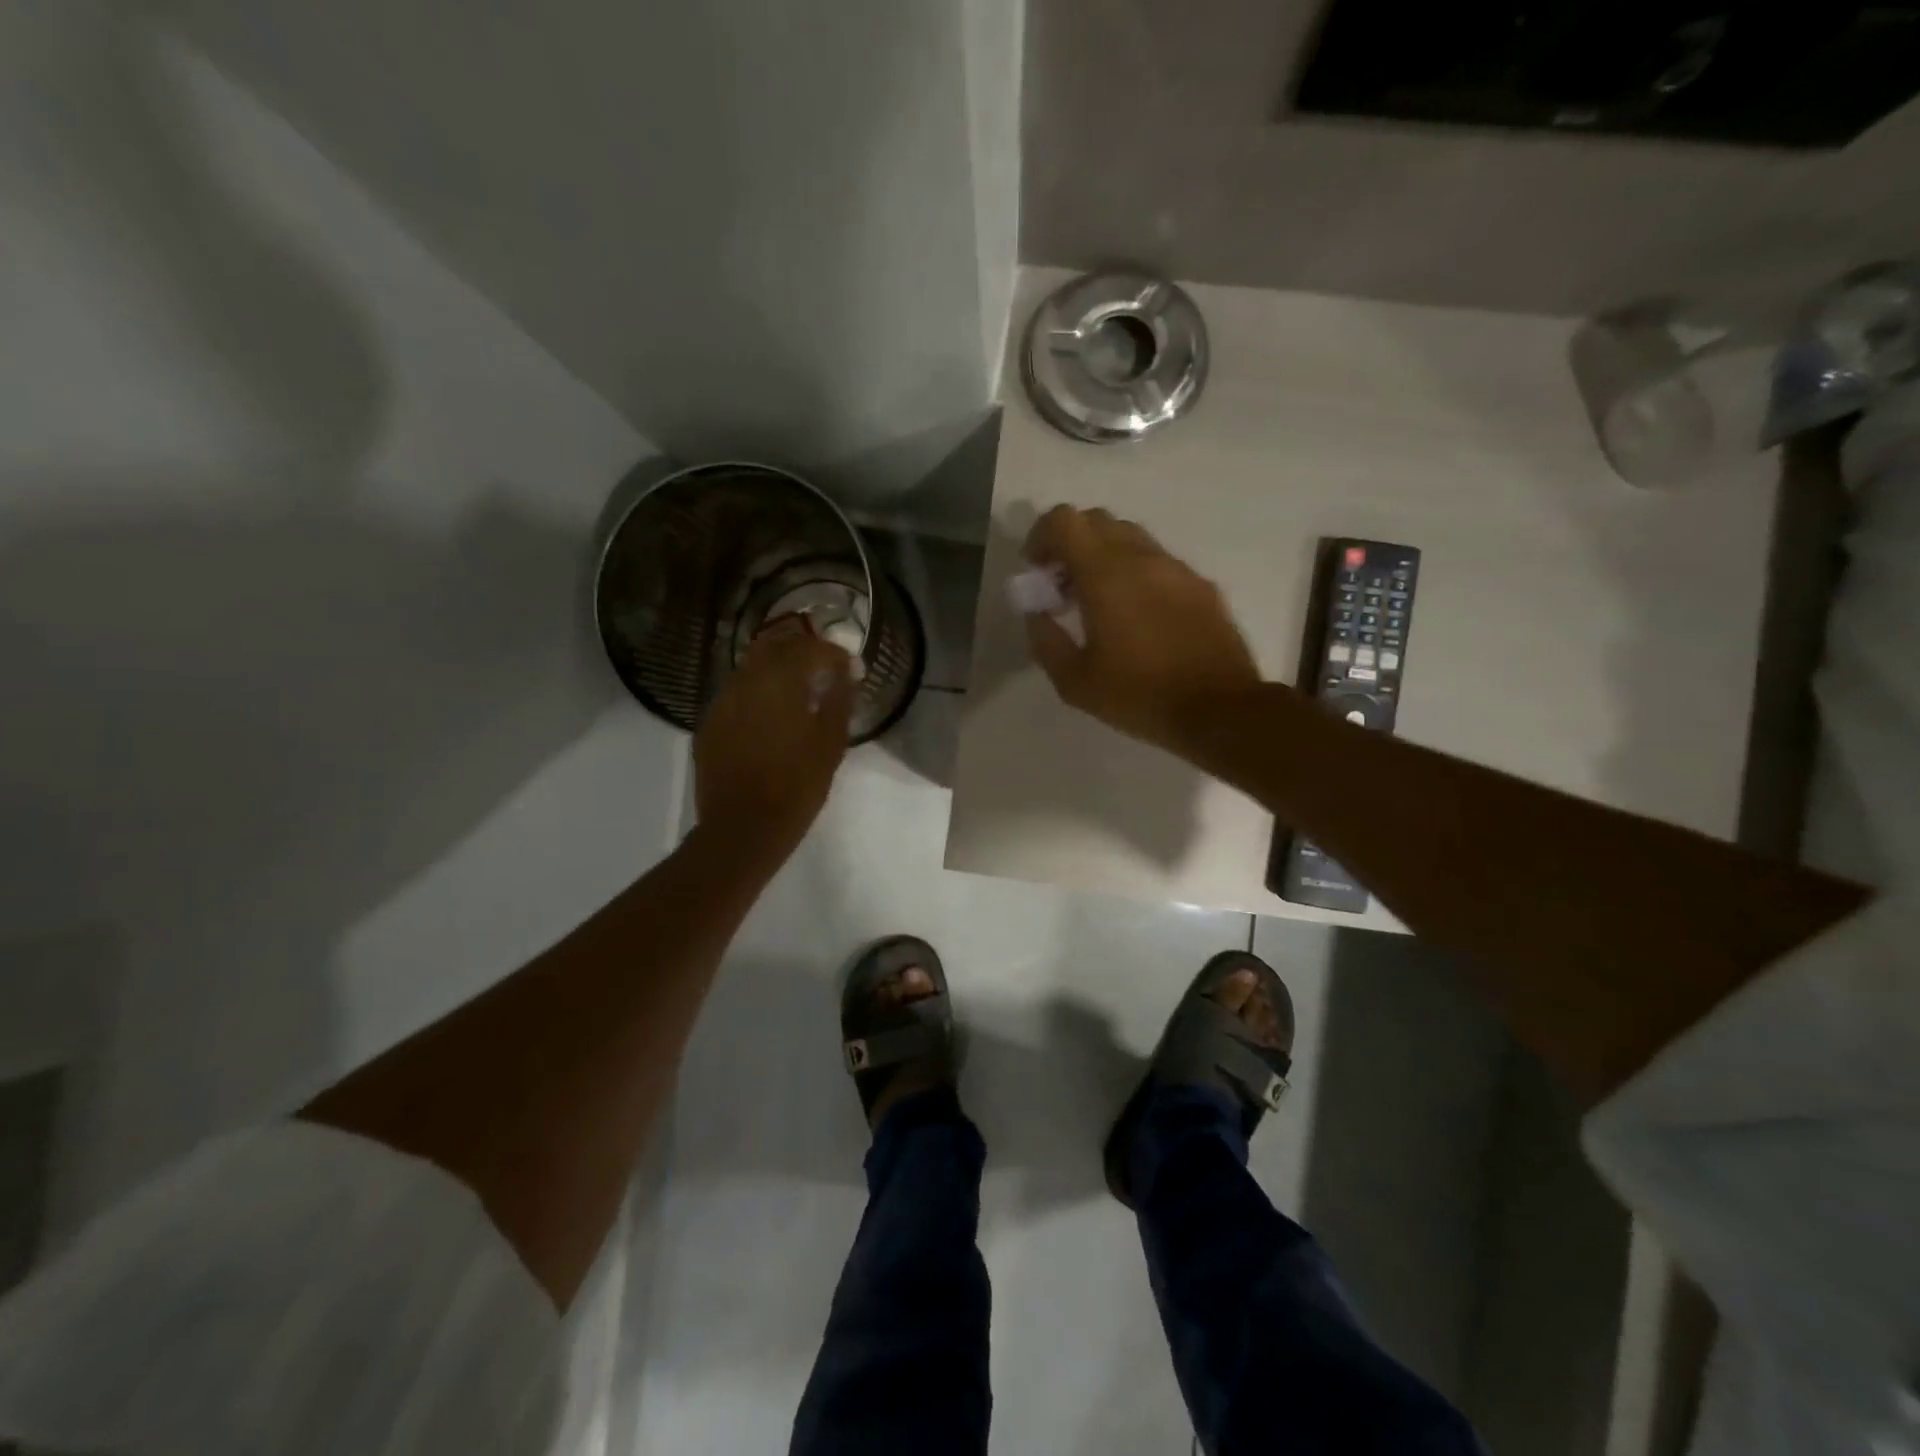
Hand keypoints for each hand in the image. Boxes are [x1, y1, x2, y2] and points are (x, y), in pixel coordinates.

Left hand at [694, 616, 855, 862]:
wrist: (742, 828)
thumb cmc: (796, 785)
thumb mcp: (831, 744)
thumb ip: (839, 700)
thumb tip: (845, 674)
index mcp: (779, 680)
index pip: (809, 647)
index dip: (833, 653)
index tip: (849, 667)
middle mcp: (745, 680)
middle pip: (774, 646)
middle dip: (801, 650)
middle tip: (822, 668)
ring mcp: (721, 701)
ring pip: (751, 668)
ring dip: (776, 670)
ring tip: (797, 691)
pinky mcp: (709, 724)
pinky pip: (736, 695)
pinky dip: (756, 694)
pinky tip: (769, 716)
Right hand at [1022, 505, 1260, 756]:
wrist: (1220, 710)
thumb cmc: (1140, 696)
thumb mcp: (1075, 682)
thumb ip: (1046, 640)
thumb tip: (1036, 612)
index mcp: (1106, 574)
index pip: (1065, 520)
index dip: (1041, 537)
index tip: (1037, 572)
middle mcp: (1142, 558)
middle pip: (1097, 521)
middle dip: (1071, 545)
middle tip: (1063, 587)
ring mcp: (1177, 568)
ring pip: (1130, 538)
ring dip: (1104, 558)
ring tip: (1099, 604)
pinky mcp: (1201, 586)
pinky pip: (1158, 563)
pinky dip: (1136, 574)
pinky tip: (1138, 619)